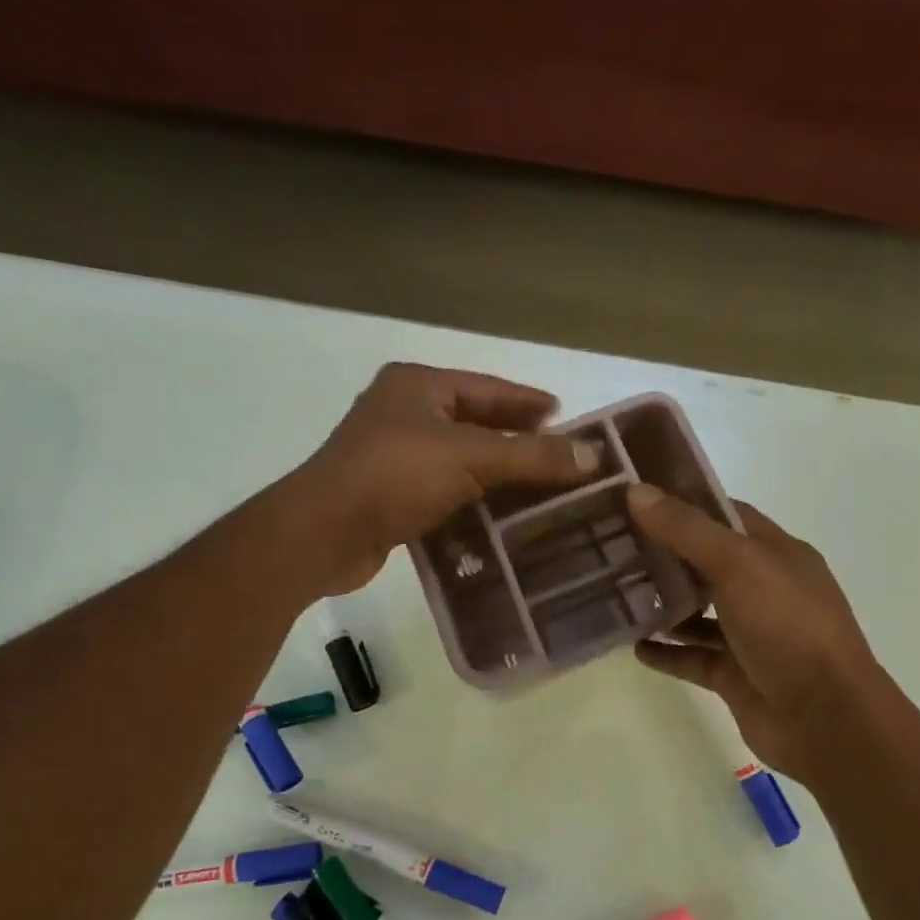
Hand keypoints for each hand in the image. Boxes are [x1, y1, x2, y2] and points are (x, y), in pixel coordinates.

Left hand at [294, 362, 600, 593]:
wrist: (324, 533)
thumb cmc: (395, 476)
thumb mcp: (471, 457)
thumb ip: (533, 456)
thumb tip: (595, 457)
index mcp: (418, 386)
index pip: (489, 388)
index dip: (529, 402)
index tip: (566, 417)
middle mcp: (404, 413)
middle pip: (476, 423)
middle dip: (518, 441)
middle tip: (561, 458)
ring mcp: (394, 456)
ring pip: (461, 461)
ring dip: (498, 476)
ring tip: (542, 491)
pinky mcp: (391, 496)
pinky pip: (445, 492)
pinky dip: (474, 502)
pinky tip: (502, 519)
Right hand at [627, 484, 880, 780]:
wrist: (825, 718)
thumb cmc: (788, 627)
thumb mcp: (739, 565)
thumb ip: (687, 530)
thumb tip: (636, 491)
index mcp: (776, 553)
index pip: (726, 515)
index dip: (684, 502)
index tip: (635, 496)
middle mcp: (764, 589)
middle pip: (706, 563)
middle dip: (664, 553)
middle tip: (611, 543)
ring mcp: (750, 635)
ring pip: (698, 612)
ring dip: (663, 603)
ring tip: (614, 592)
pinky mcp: (735, 675)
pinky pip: (693, 657)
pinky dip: (666, 651)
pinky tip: (633, 645)